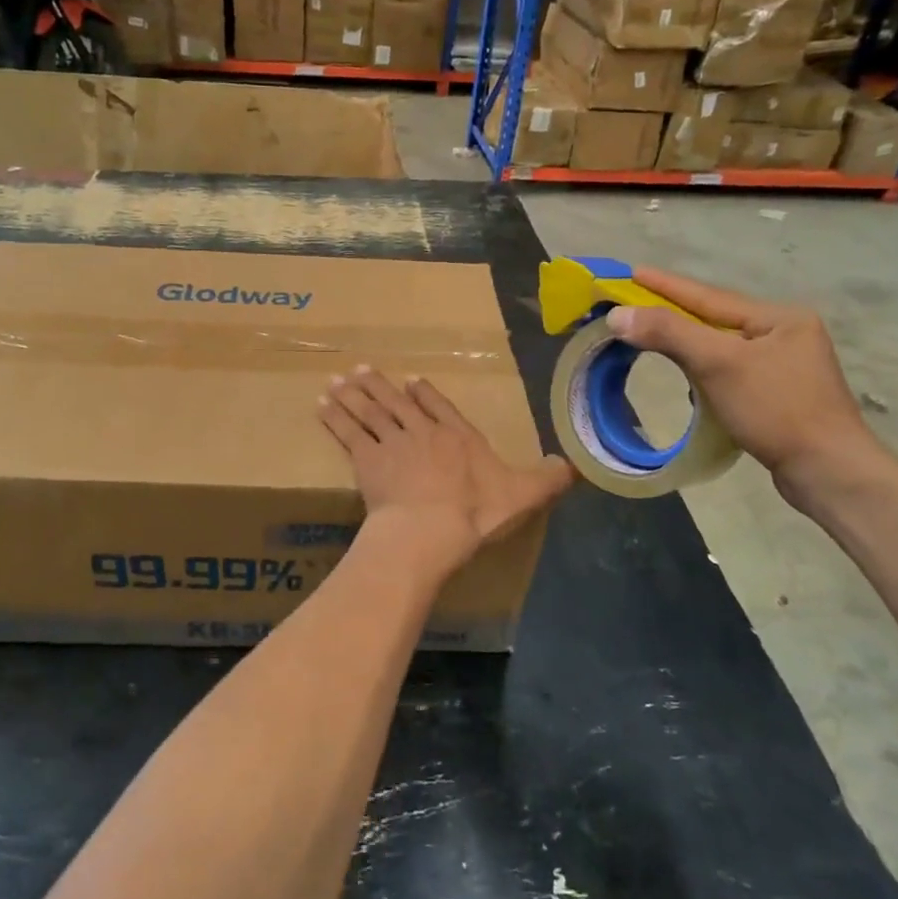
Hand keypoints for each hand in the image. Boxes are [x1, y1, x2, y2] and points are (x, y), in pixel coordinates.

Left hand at [319, 367, 573, 554]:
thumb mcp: (523, 495)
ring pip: (370, 411)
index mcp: (458, 436)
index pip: (440, 407)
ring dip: (353, 395)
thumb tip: (575, 465)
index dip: (425, 394)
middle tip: (361, 370)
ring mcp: (392, 442)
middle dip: (380, 386)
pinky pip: (348, 432)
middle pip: (397, 403)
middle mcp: (423, 431)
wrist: (429, 528)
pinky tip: (322, 405)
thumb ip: (548, 478)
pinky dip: (335, 417)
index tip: (411, 381)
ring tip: (338, 380)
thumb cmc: (475, 512)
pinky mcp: (366, 459)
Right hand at [605, 268, 883, 510]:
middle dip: (674, 314)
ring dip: (687, 344)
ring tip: (653, 339)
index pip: (708, 296)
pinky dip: (703, 372)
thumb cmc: (776, 409)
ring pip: (722, 347)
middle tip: (633, 305)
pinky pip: (729, 372)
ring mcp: (785, 367)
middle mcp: (785, 334)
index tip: (630, 271)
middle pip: (715, 320)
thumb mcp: (719, 364)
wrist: (829, 472)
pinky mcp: (779, 396)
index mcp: (779, 318)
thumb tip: (617, 314)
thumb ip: (669, 333)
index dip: (665, 285)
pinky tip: (689, 382)